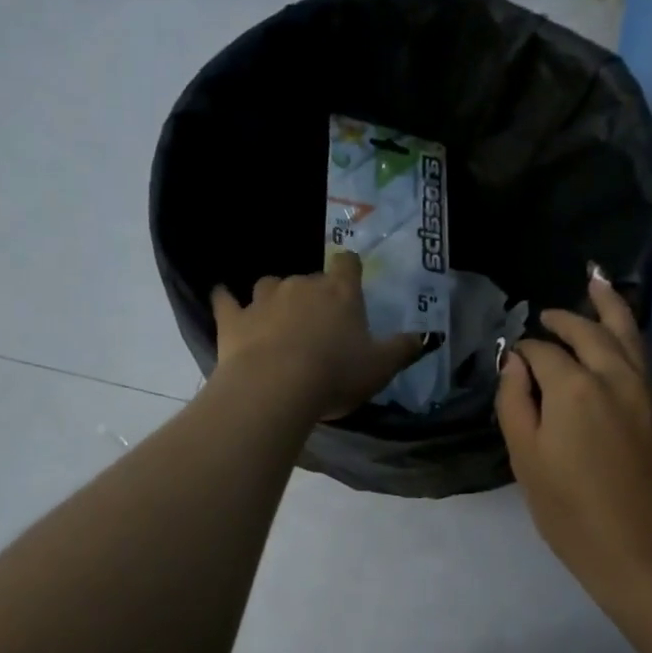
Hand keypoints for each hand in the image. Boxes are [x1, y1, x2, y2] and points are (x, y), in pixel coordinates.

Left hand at [211, 252, 431, 421]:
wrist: (275, 387)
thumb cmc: (335, 375)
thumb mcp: (380, 368)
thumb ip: (403, 349)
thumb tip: (428, 336)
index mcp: (340, 293)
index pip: (347, 264)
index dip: (349, 268)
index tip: (349, 277)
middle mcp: (301, 286)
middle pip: (309, 278)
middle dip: (312, 294)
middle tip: (317, 323)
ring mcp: (263, 299)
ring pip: (269, 284)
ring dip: (274, 296)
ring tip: (276, 317)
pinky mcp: (233, 318)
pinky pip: (225, 301)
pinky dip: (226, 300)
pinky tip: (223, 300)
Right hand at [495, 267, 651, 597]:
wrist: (645, 552)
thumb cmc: (571, 511)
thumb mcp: (527, 459)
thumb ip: (515, 403)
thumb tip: (515, 363)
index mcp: (574, 387)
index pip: (543, 351)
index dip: (524, 350)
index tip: (512, 358)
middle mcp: (615, 376)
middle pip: (590, 331)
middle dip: (565, 318)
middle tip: (546, 314)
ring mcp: (647, 392)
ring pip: (628, 335)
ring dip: (609, 308)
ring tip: (596, 284)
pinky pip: (641, 360)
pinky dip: (625, 339)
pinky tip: (614, 342)